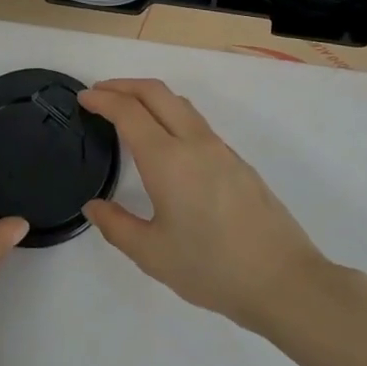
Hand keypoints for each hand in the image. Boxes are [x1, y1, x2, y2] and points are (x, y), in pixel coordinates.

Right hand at [80, 79, 330, 336]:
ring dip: (149, 96)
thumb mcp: (153, 254)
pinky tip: (165, 140)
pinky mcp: (237, 160)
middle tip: (100, 94)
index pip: (129, 112)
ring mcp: (219, 148)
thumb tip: (94, 206)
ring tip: (129, 110)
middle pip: (156, 92)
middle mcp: (193, 142)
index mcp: (168, 159)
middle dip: (124, 85)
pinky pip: (195, 121)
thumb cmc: (211, 268)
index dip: (103, 99)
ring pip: (179, 103)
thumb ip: (117, 226)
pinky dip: (170, 113)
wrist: (283, 279)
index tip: (83, 99)